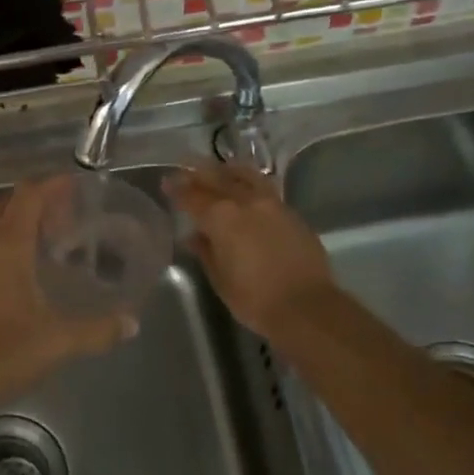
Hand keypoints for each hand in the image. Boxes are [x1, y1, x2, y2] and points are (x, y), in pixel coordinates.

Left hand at [0, 178, 137, 424]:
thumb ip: (97, 330)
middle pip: (8, 205)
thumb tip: (132, 323)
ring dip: (17, 225)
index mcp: (5, 245)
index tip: (76, 185)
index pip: (28, 195)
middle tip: (67, 218)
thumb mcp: (56, 343)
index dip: (52, 185)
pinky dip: (1, 246)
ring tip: (47, 244)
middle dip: (37, 203)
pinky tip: (19, 275)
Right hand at [167, 162, 336, 336]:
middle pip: (217, 178)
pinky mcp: (291, 213)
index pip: (193, 196)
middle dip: (198, 172)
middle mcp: (246, 202)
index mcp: (222, 218)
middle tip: (185, 167)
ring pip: (245, 176)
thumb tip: (195, 236)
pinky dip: (249, 182)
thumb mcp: (220, 279)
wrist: (307, 307)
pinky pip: (265, 188)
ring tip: (218, 169)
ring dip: (227, 170)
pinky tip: (246, 188)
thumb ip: (206, 252)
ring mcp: (272, 204)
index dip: (177, 189)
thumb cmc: (255, 299)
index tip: (166, 183)